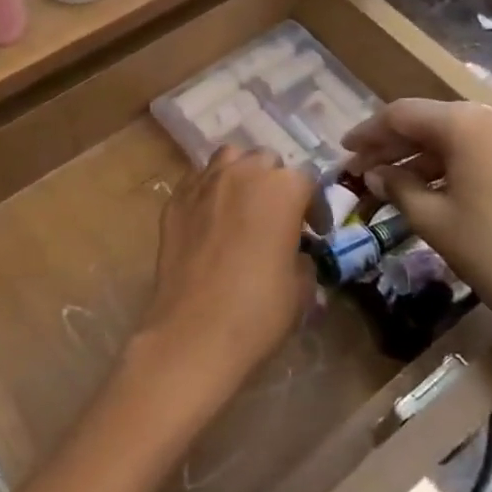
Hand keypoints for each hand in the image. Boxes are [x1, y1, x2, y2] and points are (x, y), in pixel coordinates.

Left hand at [128, 147, 316, 417]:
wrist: (194, 331)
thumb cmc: (259, 309)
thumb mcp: (302, 287)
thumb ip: (302, 257)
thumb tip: (295, 253)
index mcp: (282, 188)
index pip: (307, 182)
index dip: (315, 208)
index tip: (317, 232)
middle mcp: (242, 173)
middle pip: (265, 161)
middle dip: (276, 183)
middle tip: (279, 216)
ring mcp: (203, 183)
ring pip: (228, 160)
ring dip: (241, 175)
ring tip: (244, 205)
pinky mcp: (174, 201)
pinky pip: (197, 182)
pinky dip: (210, 191)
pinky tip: (212, 219)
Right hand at [343, 99, 491, 372]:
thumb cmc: (491, 253)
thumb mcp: (431, 219)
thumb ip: (396, 185)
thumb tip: (375, 173)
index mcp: (467, 123)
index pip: (403, 114)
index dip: (369, 131)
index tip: (345, 149)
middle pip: (434, 119)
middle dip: (397, 143)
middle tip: (367, 167)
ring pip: (464, 133)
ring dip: (428, 154)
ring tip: (402, 181)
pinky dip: (462, 160)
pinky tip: (446, 186)